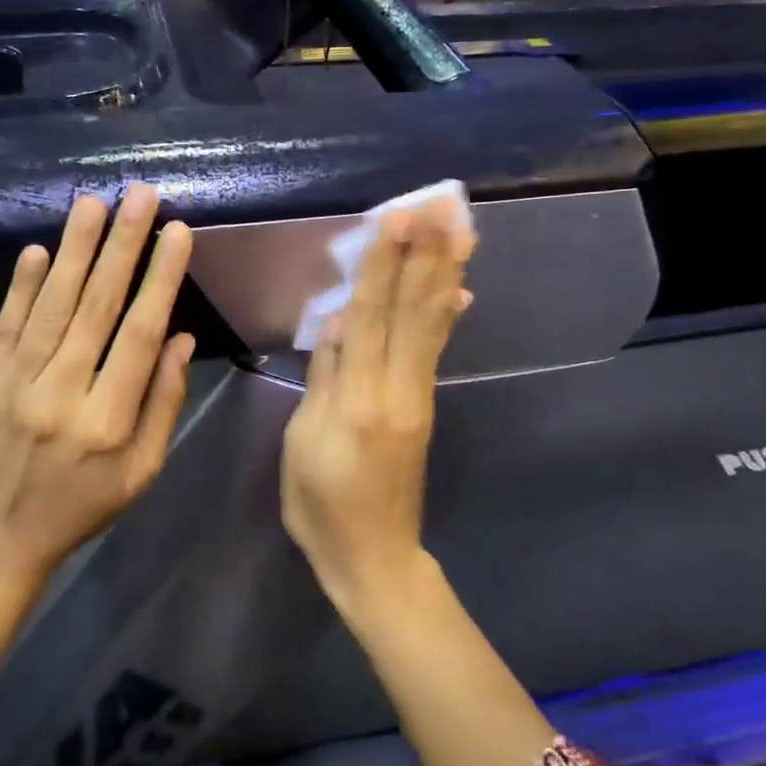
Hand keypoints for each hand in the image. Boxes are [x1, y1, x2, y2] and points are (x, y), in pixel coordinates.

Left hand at [0, 186, 195, 589]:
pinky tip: (41, 249)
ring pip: (53, 305)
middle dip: (122, 245)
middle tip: (140, 196)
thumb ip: (163, 404)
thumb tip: (181, 338)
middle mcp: (61, 393)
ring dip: (76, 250)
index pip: (139, 335)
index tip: (177, 233)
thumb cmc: (81, 507)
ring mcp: (16, 382)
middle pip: (97, 307)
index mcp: (107, 421)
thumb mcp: (141, 473)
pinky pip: (7, 323)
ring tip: (94, 204)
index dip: (161, 279)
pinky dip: (24, 285)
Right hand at [281, 200, 473, 613]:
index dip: (383, 267)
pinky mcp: (424, 406)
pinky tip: (459, 290)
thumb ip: (323, 379)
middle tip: (443, 206)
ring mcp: (418, 397)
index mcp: (360, 400)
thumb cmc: (322, 506)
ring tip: (462, 231)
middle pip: (413, 311)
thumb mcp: (303, 444)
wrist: (374, 558)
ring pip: (432, 324)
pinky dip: (447, 313)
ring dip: (446, 273)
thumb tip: (337, 322)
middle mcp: (398, 390)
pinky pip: (435, 349)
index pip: (371, 318)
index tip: (396, 220)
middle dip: (426, 254)